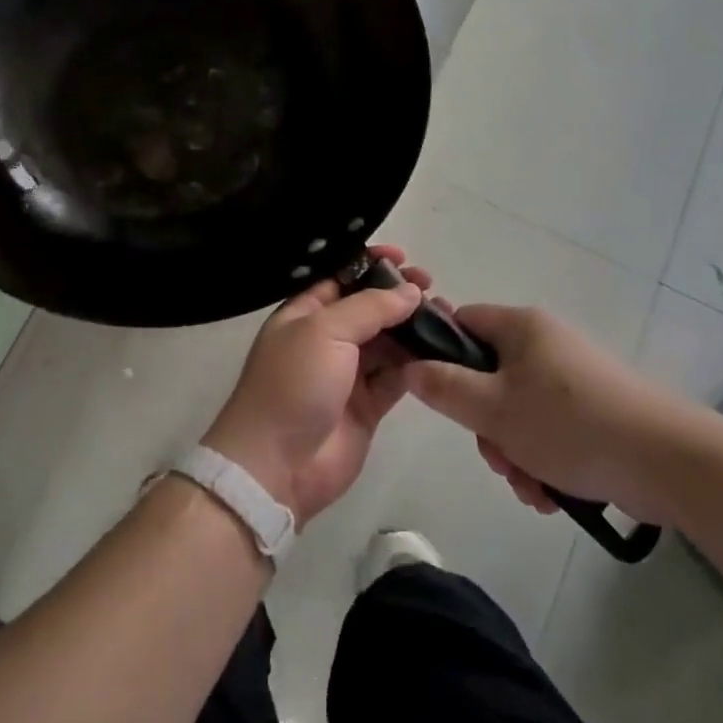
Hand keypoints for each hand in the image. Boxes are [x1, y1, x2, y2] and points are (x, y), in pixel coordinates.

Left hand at [202, 247, 427, 526]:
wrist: (277, 465)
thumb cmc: (293, 384)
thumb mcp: (324, 331)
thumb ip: (369, 307)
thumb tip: (410, 291)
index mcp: (305, 313)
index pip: (341, 278)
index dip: (370, 264)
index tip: (403, 256)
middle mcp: (326, 338)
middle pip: (369, 307)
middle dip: (398, 295)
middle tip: (431, 286)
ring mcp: (348, 372)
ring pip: (387, 341)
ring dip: (413, 328)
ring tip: (445, 315)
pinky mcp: (368, 405)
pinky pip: (397, 376)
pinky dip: (417, 363)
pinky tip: (441, 351)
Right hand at [402, 304, 708, 527]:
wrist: (670, 462)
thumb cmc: (570, 425)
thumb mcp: (494, 409)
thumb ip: (444, 387)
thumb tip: (410, 366)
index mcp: (522, 327)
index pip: (463, 322)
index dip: (442, 354)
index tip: (439, 395)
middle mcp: (546, 344)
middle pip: (489, 376)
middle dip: (486, 425)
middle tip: (498, 456)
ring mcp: (573, 378)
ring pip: (517, 410)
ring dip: (513, 451)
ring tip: (531, 486)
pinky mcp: (595, 410)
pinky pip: (549, 429)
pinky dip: (543, 460)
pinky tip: (551, 494)